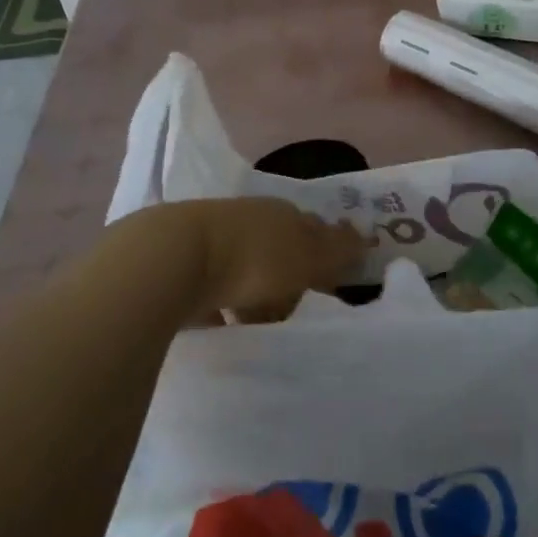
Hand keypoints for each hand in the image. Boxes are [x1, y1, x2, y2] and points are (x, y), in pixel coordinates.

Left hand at [146, 198, 363, 320]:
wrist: (172, 259)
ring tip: (264, 324)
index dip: (326, 251)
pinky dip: (224, 304)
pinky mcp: (183, 265)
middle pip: (279, 246)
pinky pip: (215, 288)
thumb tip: (365, 237)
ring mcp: (213, 239)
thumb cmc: (253, 258)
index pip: (313, 227)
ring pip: (246, 267)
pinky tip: (225, 324)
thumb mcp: (307, 256)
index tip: (333, 278)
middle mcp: (249, 218)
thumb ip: (336, 249)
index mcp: (281, 212)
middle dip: (291, 273)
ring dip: (256, 291)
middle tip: (301, 307)